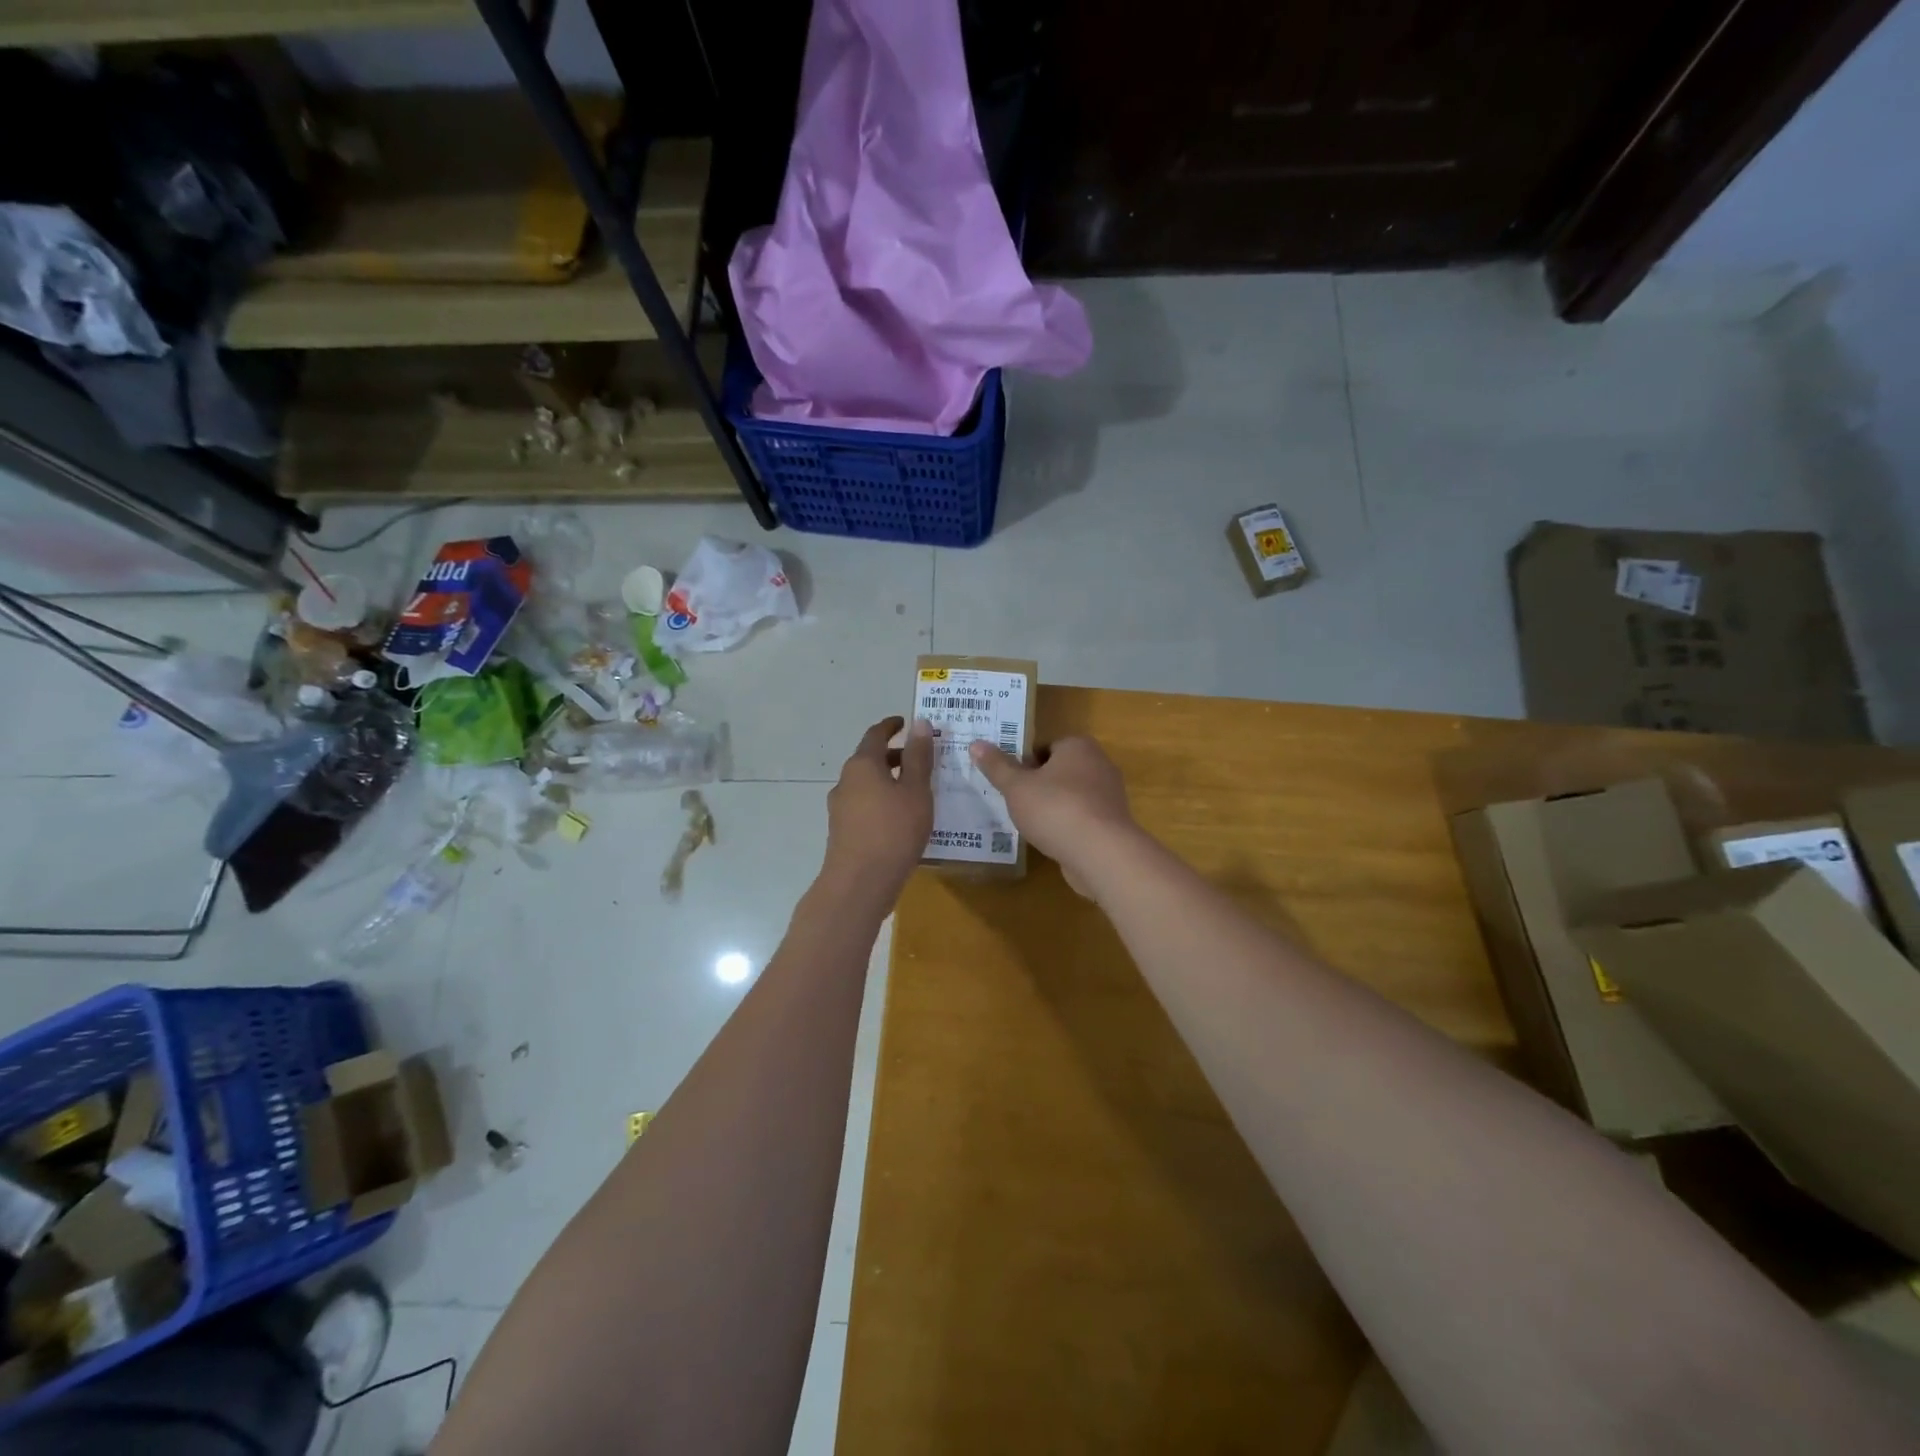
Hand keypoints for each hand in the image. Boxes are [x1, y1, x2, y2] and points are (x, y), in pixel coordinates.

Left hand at [822, 716, 933, 903]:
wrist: (859, 883)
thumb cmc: (893, 831)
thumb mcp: (915, 791)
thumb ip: (918, 757)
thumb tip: (920, 723)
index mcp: (862, 765)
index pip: (875, 735)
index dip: (891, 726)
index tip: (904, 722)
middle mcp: (845, 781)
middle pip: (869, 759)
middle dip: (893, 755)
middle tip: (918, 758)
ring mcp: (840, 807)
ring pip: (866, 784)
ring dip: (887, 780)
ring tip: (914, 790)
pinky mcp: (841, 830)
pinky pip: (864, 804)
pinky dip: (881, 800)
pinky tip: (899, 818)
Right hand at [969, 735, 1137, 896]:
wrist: (1101, 853)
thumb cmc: (1055, 809)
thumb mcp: (1017, 787)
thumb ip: (997, 766)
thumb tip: (976, 744)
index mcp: (1078, 746)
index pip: (1046, 747)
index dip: (1026, 763)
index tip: (1010, 782)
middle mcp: (1099, 764)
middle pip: (1060, 771)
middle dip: (1039, 785)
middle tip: (1015, 802)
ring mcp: (1110, 795)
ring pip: (1072, 796)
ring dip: (1053, 807)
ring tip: (1030, 824)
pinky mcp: (1113, 824)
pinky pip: (1083, 818)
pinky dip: (1068, 826)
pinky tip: (1051, 840)